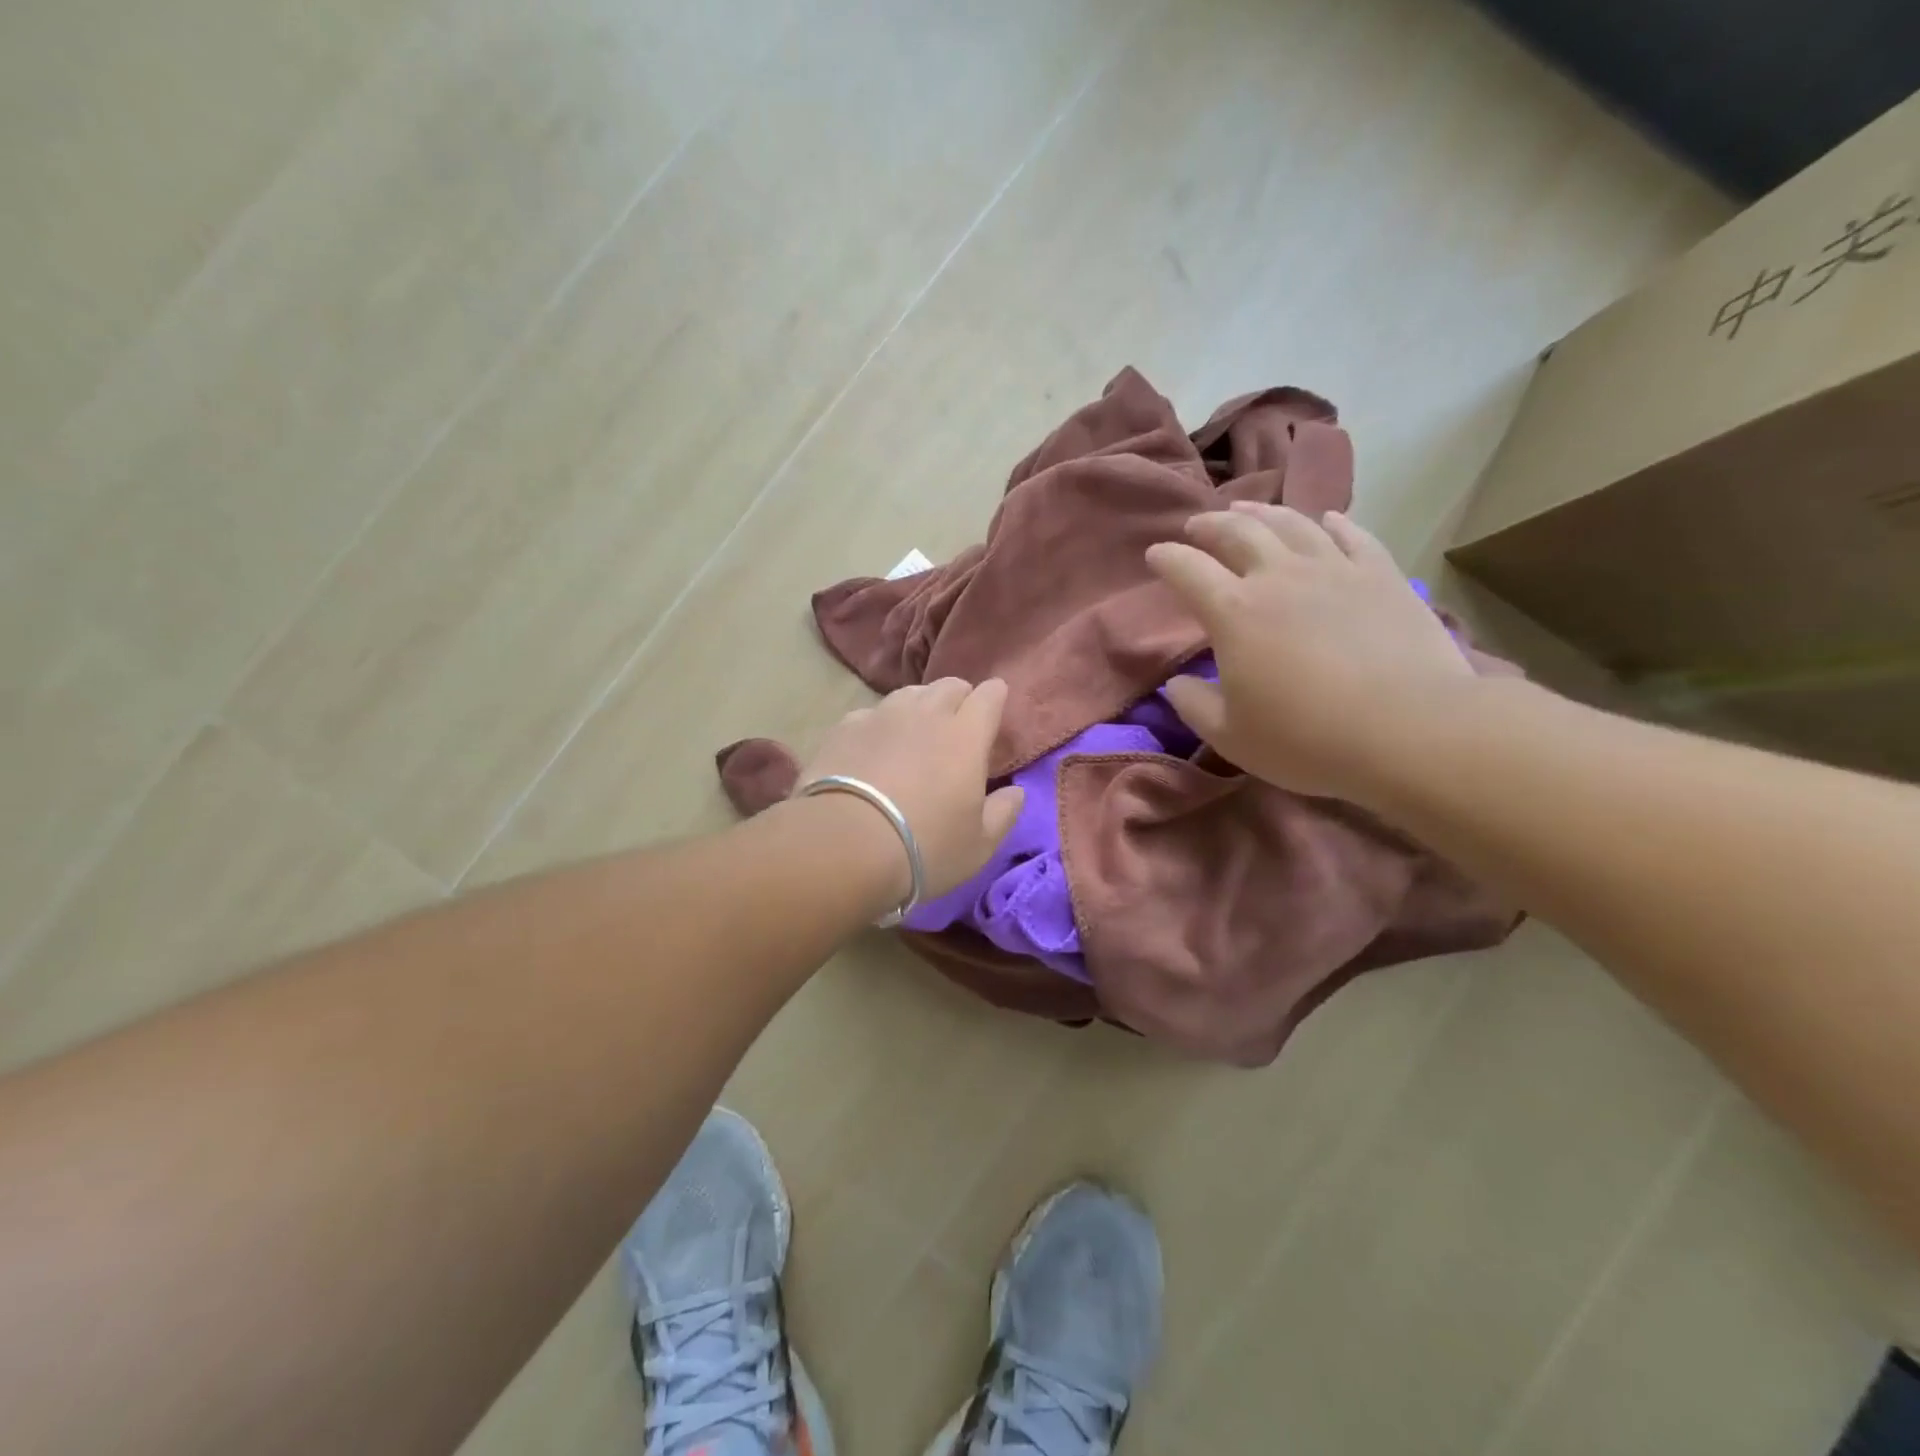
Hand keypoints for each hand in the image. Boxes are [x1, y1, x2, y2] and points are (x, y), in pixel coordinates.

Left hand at [798, 678, 1025, 901]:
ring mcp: (882, 715)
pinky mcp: (845, 727)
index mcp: (966, 736)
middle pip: (950, 685)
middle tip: (957, 727)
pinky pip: (872, 713)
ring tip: (916, 734)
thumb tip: (1016, 792)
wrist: (843, 845)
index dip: (994, 699)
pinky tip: (874, 749)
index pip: (989, 695)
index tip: (994, 713)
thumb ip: (1003, 813)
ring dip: (920, 707)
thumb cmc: (924, 848)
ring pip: (910, 694)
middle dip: (959, 699)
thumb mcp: (979, 846)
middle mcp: (926, 713)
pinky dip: (881, 725)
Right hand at [1145, 503, 1474, 802]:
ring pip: (1291, 523)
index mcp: (1234, 612)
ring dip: (1262, 513)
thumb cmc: (1307, 739)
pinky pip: (1352, 535)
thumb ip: (1194, 706)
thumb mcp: (1231, 736)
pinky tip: (1326, 520)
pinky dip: (1332, 523)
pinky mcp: (1382, 575)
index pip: (1188, 570)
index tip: (1154, 555)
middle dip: (1210, 525)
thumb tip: (1178, 683)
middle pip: (1238, 532)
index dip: (1166, 559)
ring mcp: (1335, 569)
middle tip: (1197, 526)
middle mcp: (1279, 576)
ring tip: (1247, 510)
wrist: (1409, 730)